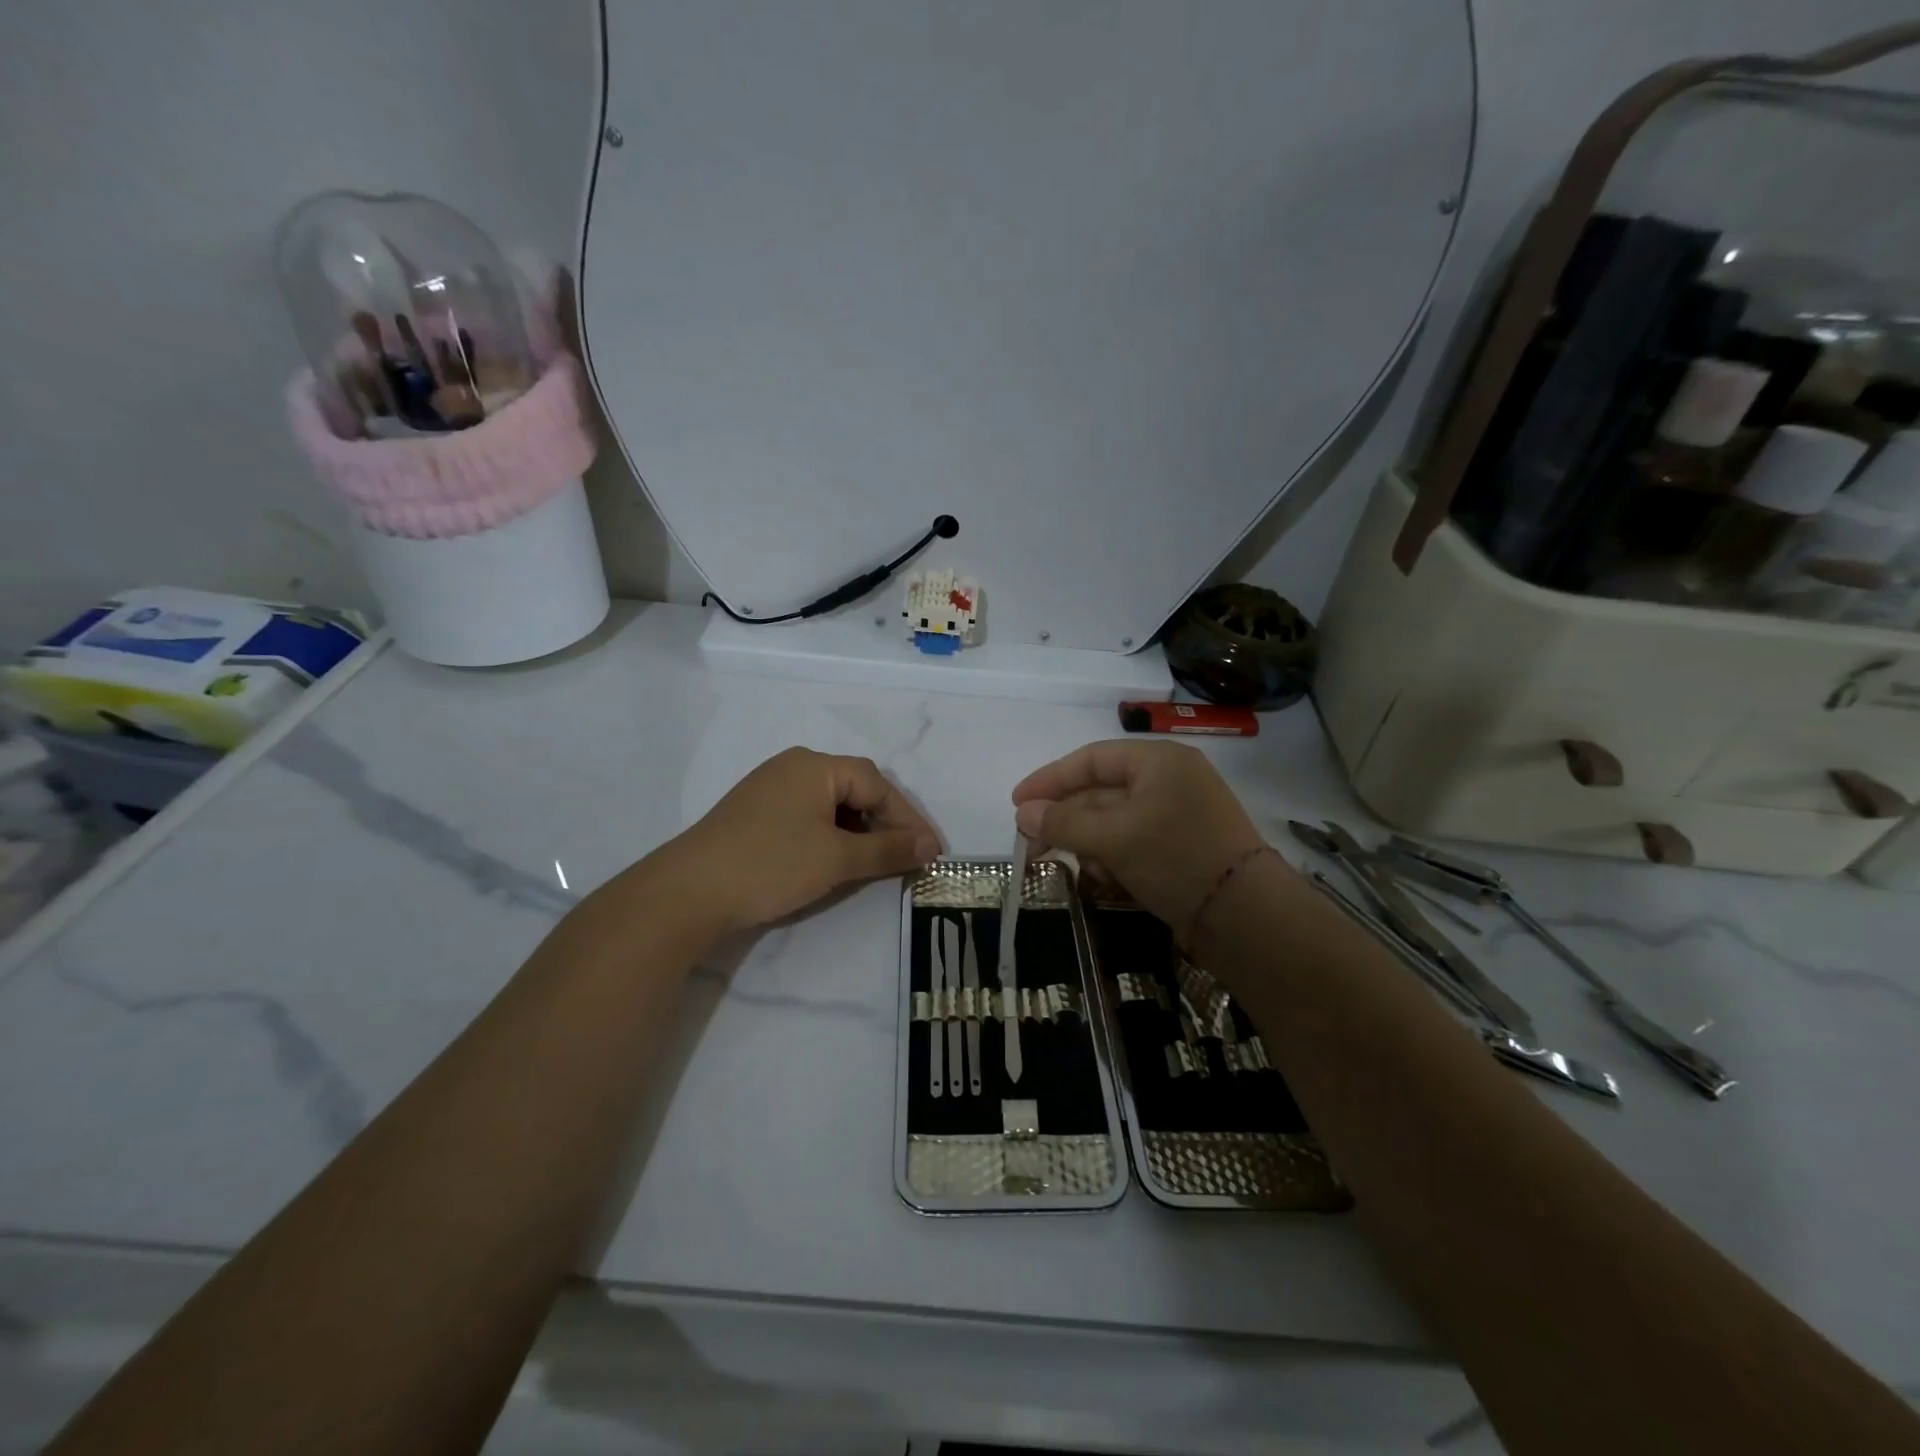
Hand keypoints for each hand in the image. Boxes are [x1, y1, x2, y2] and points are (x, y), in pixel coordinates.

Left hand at [657, 748, 940, 934]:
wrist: (687, 893)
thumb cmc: (771, 865)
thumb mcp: (837, 859)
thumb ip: (887, 850)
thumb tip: (931, 846)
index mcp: (815, 765)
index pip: (877, 784)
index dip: (908, 818)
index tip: (930, 852)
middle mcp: (793, 767)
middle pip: (855, 789)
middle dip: (885, 823)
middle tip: (908, 857)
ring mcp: (770, 789)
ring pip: (831, 805)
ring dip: (859, 832)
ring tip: (876, 862)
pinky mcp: (755, 814)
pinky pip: (808, 817)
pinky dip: (831, 837)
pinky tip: (836, 860)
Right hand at [1012, 740, 1278, 933]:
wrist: (1246, 919)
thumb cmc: (1176, 858)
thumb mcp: (1114, 837)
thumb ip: (1064, 822)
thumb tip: (1022, 813)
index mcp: (1159, 761)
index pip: (1091, 759)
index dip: (1050, 779)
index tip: (1017, 802)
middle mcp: (1169, 782)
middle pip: (1100, 793)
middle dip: (1066, 821)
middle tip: (1030, 845)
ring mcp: (1177, 817)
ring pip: (1114, 823)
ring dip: (1089, 845)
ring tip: (1078, 870)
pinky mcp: (1180, 850)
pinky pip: (1133, 845)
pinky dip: (1114, 860)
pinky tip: (1107, 882)